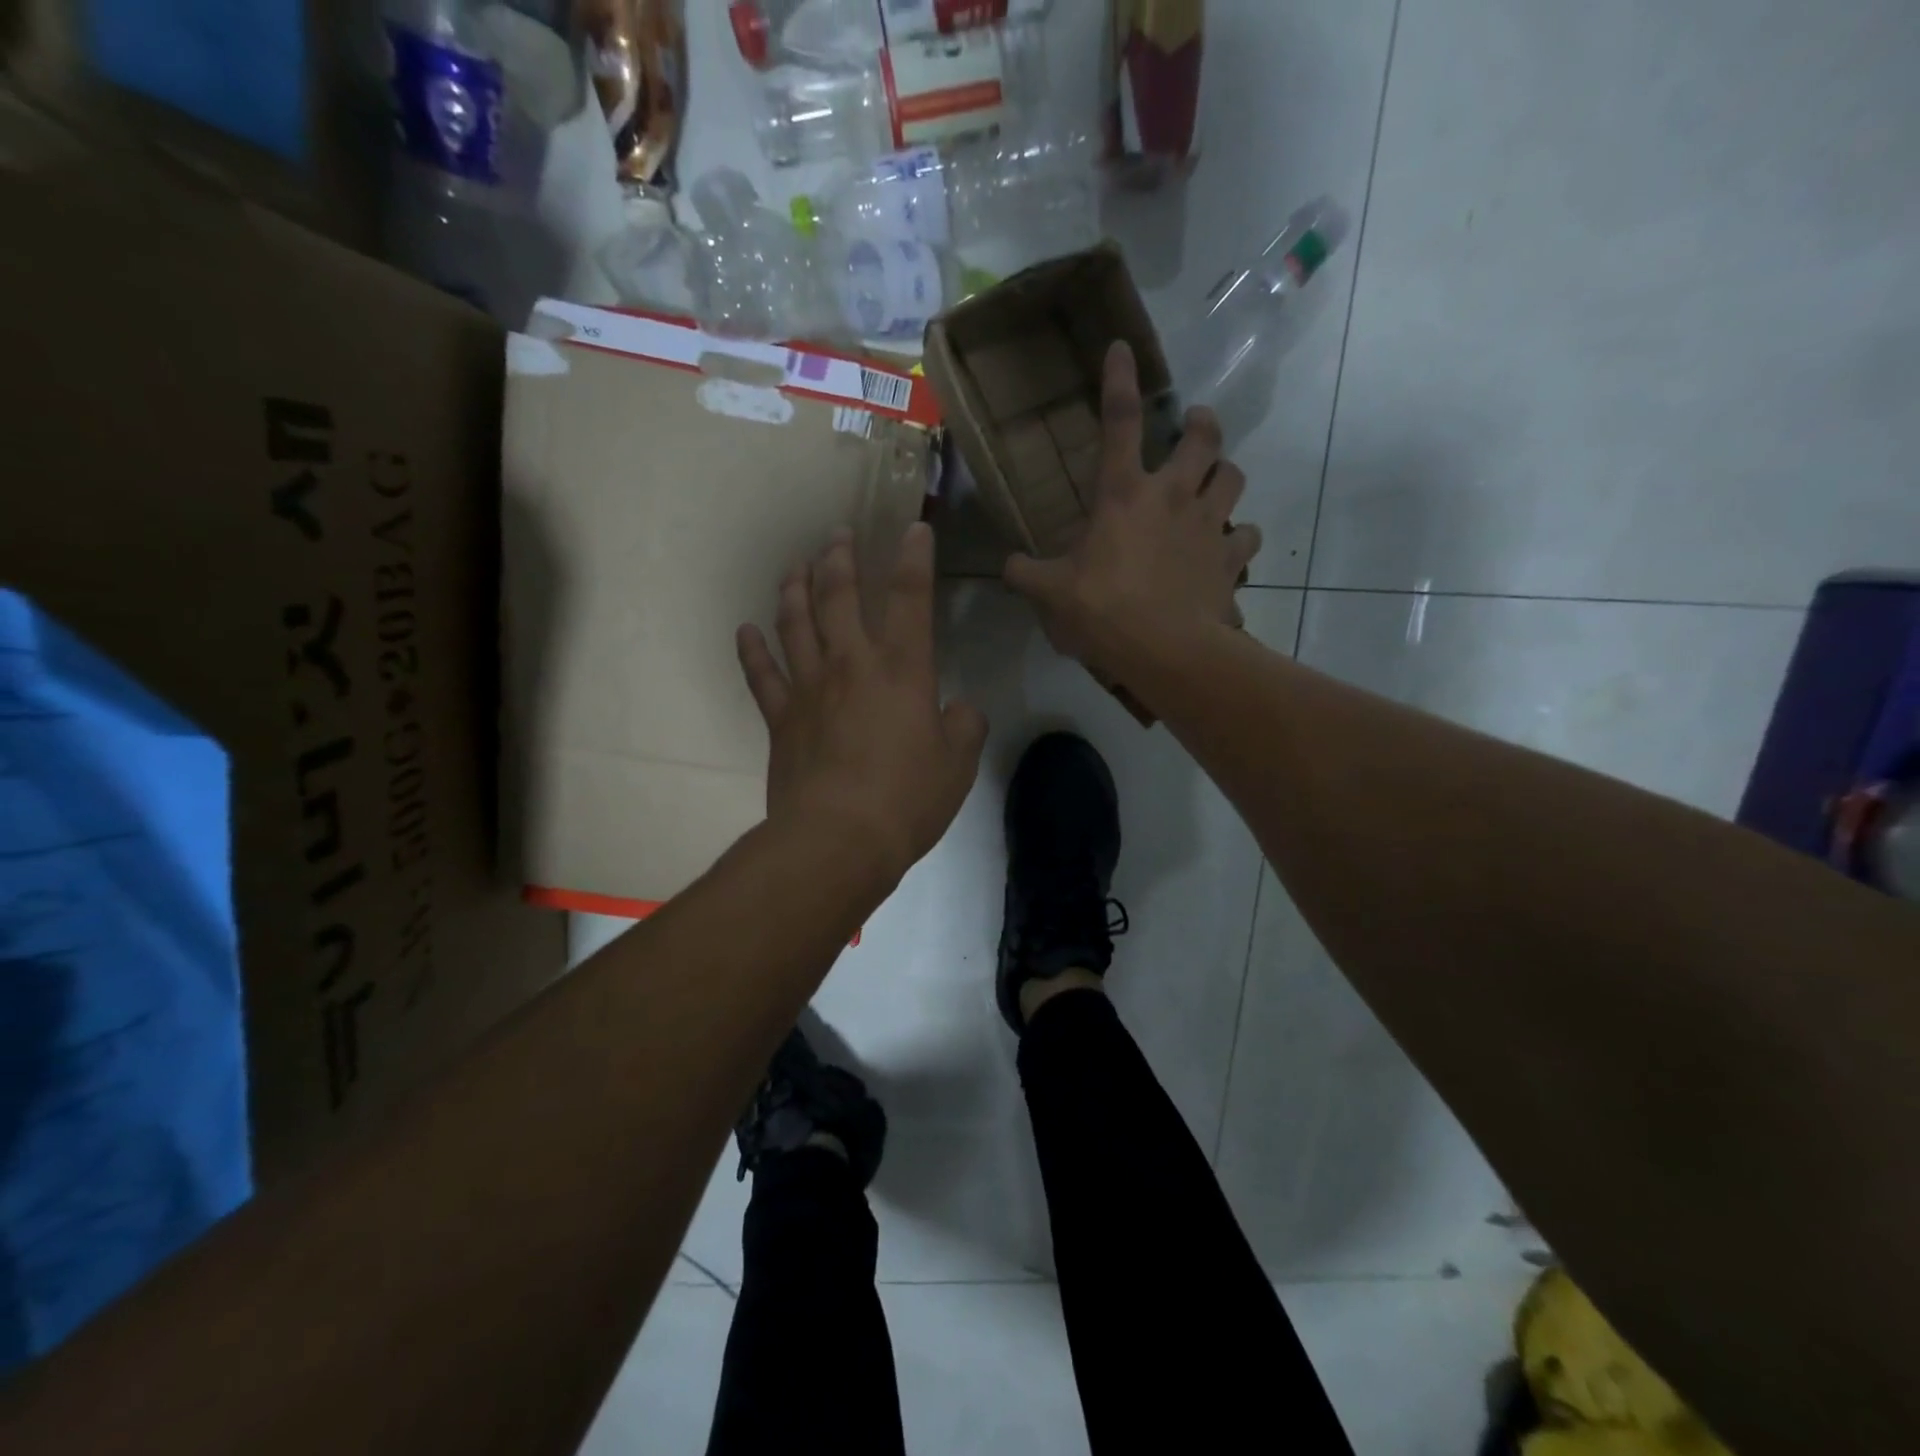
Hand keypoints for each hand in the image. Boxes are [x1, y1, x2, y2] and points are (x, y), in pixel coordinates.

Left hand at [737, 521, 986, 890]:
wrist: (838, 839)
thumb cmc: (907, 800)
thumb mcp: (958, 765)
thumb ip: (964, 726)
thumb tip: (960, 709)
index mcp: (903, 670)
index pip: (910, 599)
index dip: (914, 559)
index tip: (913, 529)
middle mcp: (852, 665)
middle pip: (839, 596)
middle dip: (840, 558)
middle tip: (836, 534)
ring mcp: (809, 688)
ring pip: (795, 623)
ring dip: (794, 589)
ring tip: (795, 566)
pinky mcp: (780, 718)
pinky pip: (761, 674)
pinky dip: (751, 650)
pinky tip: (745, 630)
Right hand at [1003, 340, 1261, 679]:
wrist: (1165, 650)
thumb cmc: (1103, 611)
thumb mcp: (1051, 593)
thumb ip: (1026, 573)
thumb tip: (1008, 566)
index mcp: (1123, 495)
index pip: (1119, 422)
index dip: (1119, 380)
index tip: (1122, 348)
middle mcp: (1173, 496)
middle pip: (1203, 437)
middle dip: (1201, 423)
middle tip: (1195, 425)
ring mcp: (1208, 525)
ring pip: (1233, 477)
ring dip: (1224, 474)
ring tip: (1215, 481)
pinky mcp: (1231, 559)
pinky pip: (1247, 537)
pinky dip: (1239, 539)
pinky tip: (1228, 548)